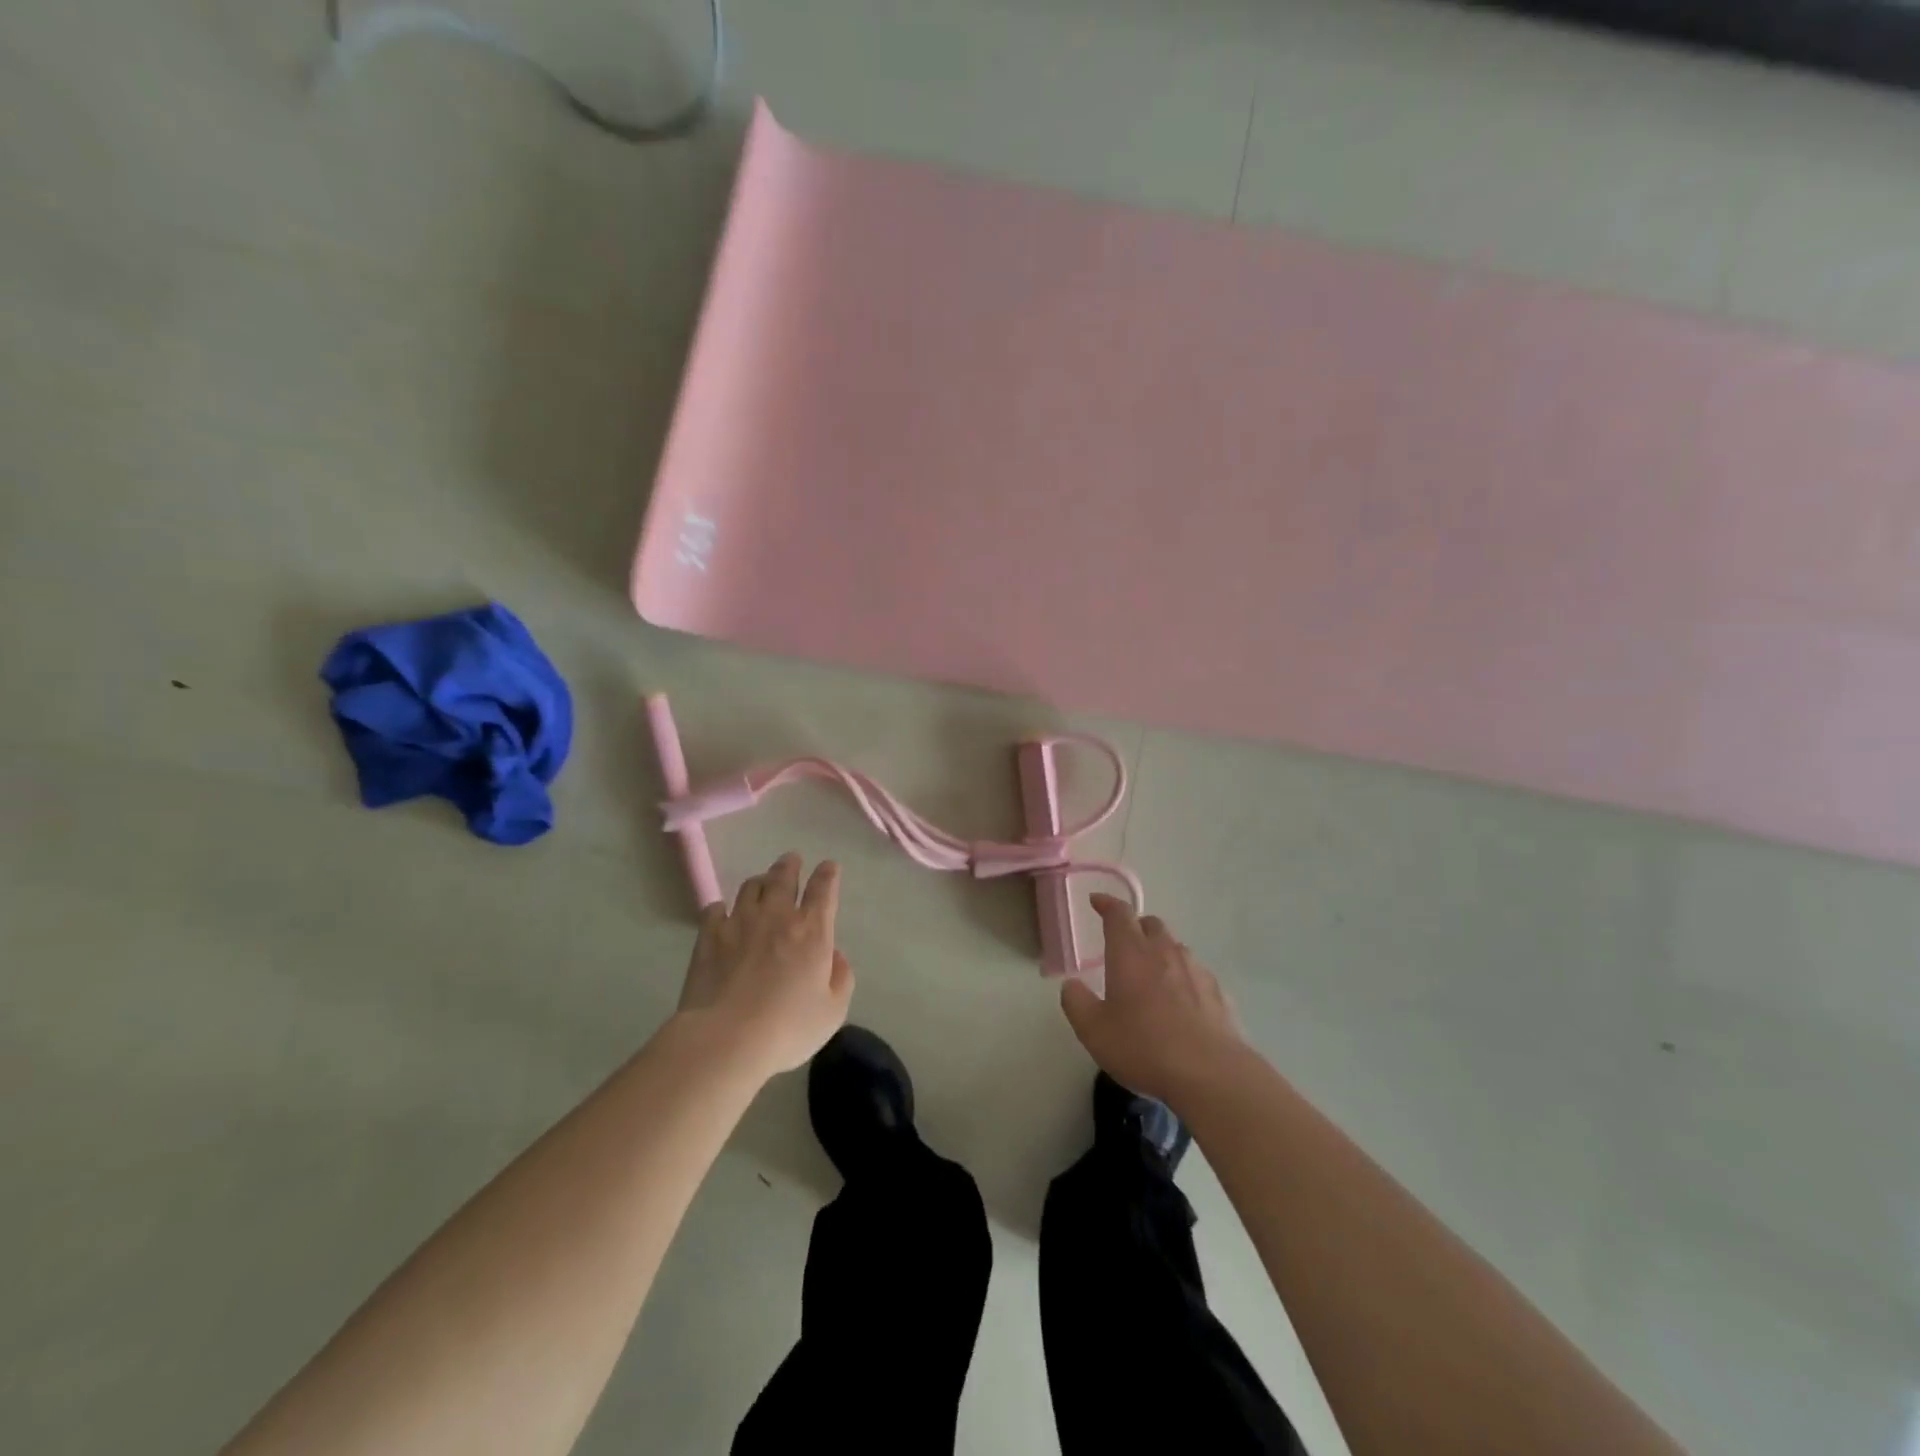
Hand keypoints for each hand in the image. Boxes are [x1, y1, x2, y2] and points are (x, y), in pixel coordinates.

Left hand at [676, 853, 854, 1077]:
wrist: (726, 1039)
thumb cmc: (787, 1028)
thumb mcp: (833, 1011)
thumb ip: (842, 977)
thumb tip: (835, 955)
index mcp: (812, 930)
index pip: (824, 889)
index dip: (828, 874)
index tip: (829, 867)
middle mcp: (777, 916)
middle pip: (784, 876)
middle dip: (791, 865)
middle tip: (792, 860)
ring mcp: (739, 922)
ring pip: (750, 886)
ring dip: (760, 881)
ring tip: (761, 883)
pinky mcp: (709, 935)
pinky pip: (715, 908)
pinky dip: (723, 907)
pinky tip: (723, 914)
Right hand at [1060, 895, 1243, 1106]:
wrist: (1211, 1075)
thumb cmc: (1144, 1047)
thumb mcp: (1094, 1030)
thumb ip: (1077, 1003)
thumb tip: (1071, 985)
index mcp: (1131, 953)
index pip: (1119, 914)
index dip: (1107, 904)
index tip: (1097, 902)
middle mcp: (1165, 952)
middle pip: (1151, 924)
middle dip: (1136, 927)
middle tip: (1123, 944)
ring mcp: (1196, 971)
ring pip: (1176, 947)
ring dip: (1161, 952)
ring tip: (1152, 976)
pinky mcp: (1219, 994)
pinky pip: (1196, 975)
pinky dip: (1184, 979)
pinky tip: (1181, 1004)